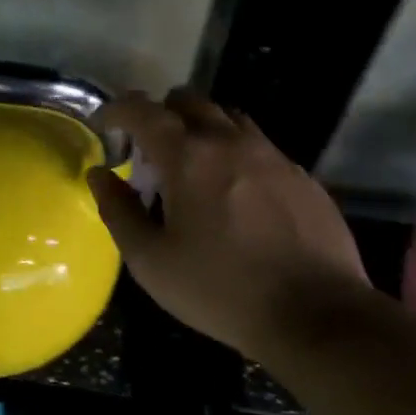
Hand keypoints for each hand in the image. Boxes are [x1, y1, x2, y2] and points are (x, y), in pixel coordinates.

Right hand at [86, 88, 369, 359]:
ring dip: (201, 129)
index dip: (117, 110)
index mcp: (188, 157)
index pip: (144, 111)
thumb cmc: (220, 289)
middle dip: (160, 115)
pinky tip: (237, 194)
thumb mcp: (151, 261)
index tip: (105, 125)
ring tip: (193, 167)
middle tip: (149, 152)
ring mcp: (272, 155)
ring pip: (228, 117)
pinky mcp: (301, 175)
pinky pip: (260, 146)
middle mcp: (231, 142)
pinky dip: (236, 154)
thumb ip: (118, 211)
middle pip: (189, 101)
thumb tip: (100, 175)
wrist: (315, 314)